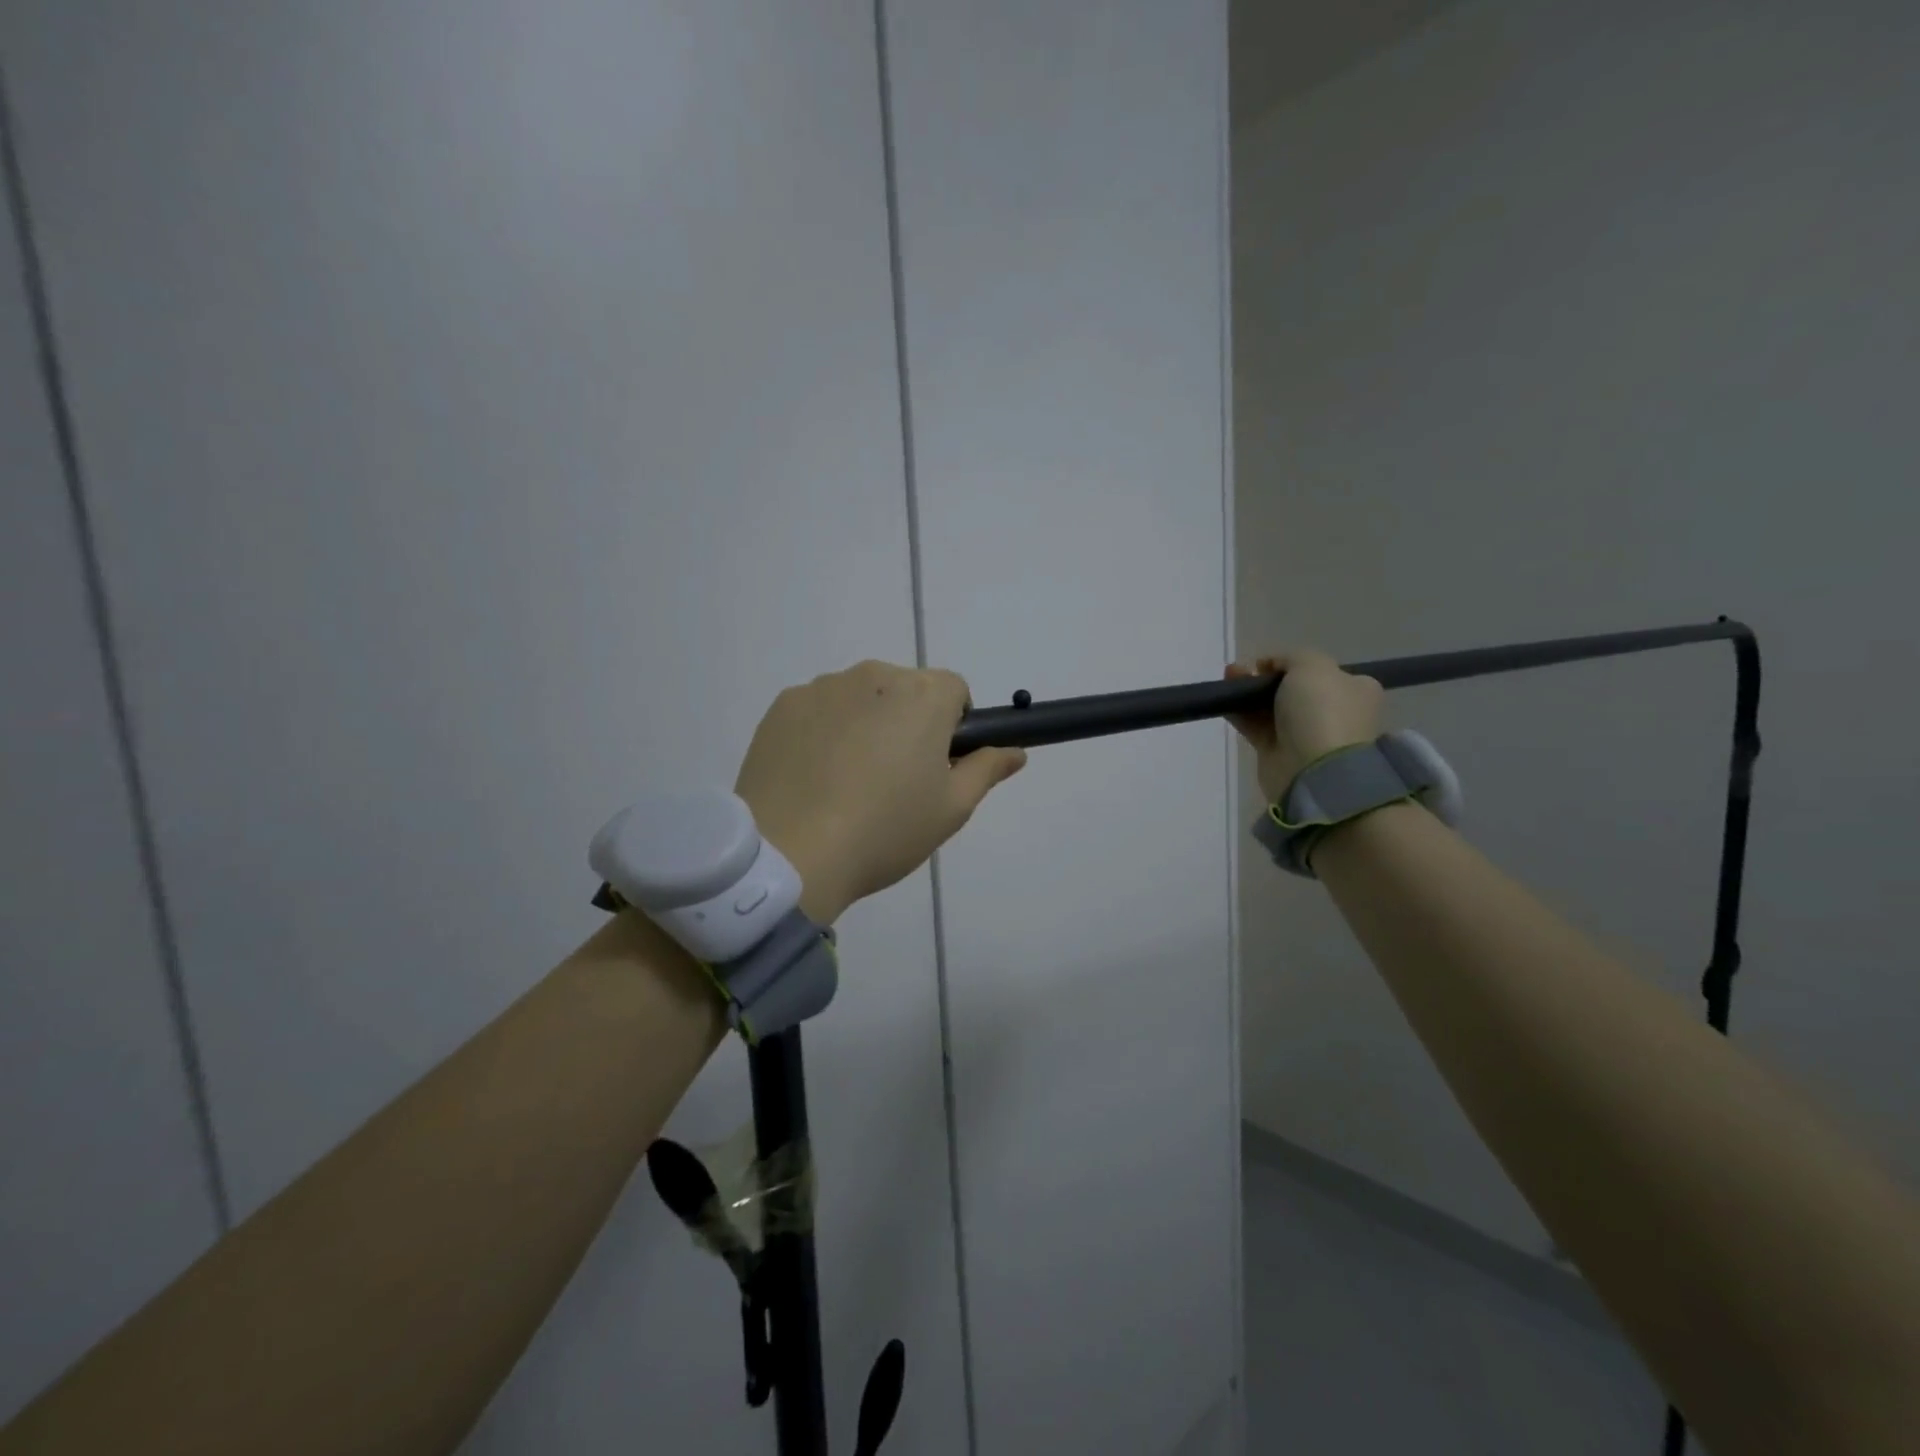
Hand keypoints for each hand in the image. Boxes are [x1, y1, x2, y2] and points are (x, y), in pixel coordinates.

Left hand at [734, 660, 1027, 923]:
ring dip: (864, 723)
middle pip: (905, 690)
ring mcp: (822, 687)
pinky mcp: (783, 706)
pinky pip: (818, 710)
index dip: (953, 726)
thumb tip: (1015, 751)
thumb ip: (987, 769)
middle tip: (893, 780)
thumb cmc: (885, 831)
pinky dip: (823, 731)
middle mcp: (874, 676)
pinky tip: (813, 777)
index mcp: (922, 695)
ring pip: (860, 698)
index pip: (954, 690)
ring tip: (846, 783)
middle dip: (908, 722)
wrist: (791, 854)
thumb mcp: (951, 809)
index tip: (937, 765)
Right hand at [1225, 649, 1382, 803]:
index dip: (1290, 663)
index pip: (1320, 670)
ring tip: (1228, 679)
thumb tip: (1271, 666)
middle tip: (1241, 671)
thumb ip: (1291, 657)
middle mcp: (1333, 712)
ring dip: (1248, 692)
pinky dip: (1240, 714)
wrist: (1314, 769)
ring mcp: (1306, 734)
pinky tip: (1225, 702)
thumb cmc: (1322, 711)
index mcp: (1354, 690)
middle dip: (1263, 677)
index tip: (1266, 664)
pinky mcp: (1279, 752)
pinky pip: (1256, 727)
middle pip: (1291, 688)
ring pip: (1270, 706)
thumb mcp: (1313, 665)